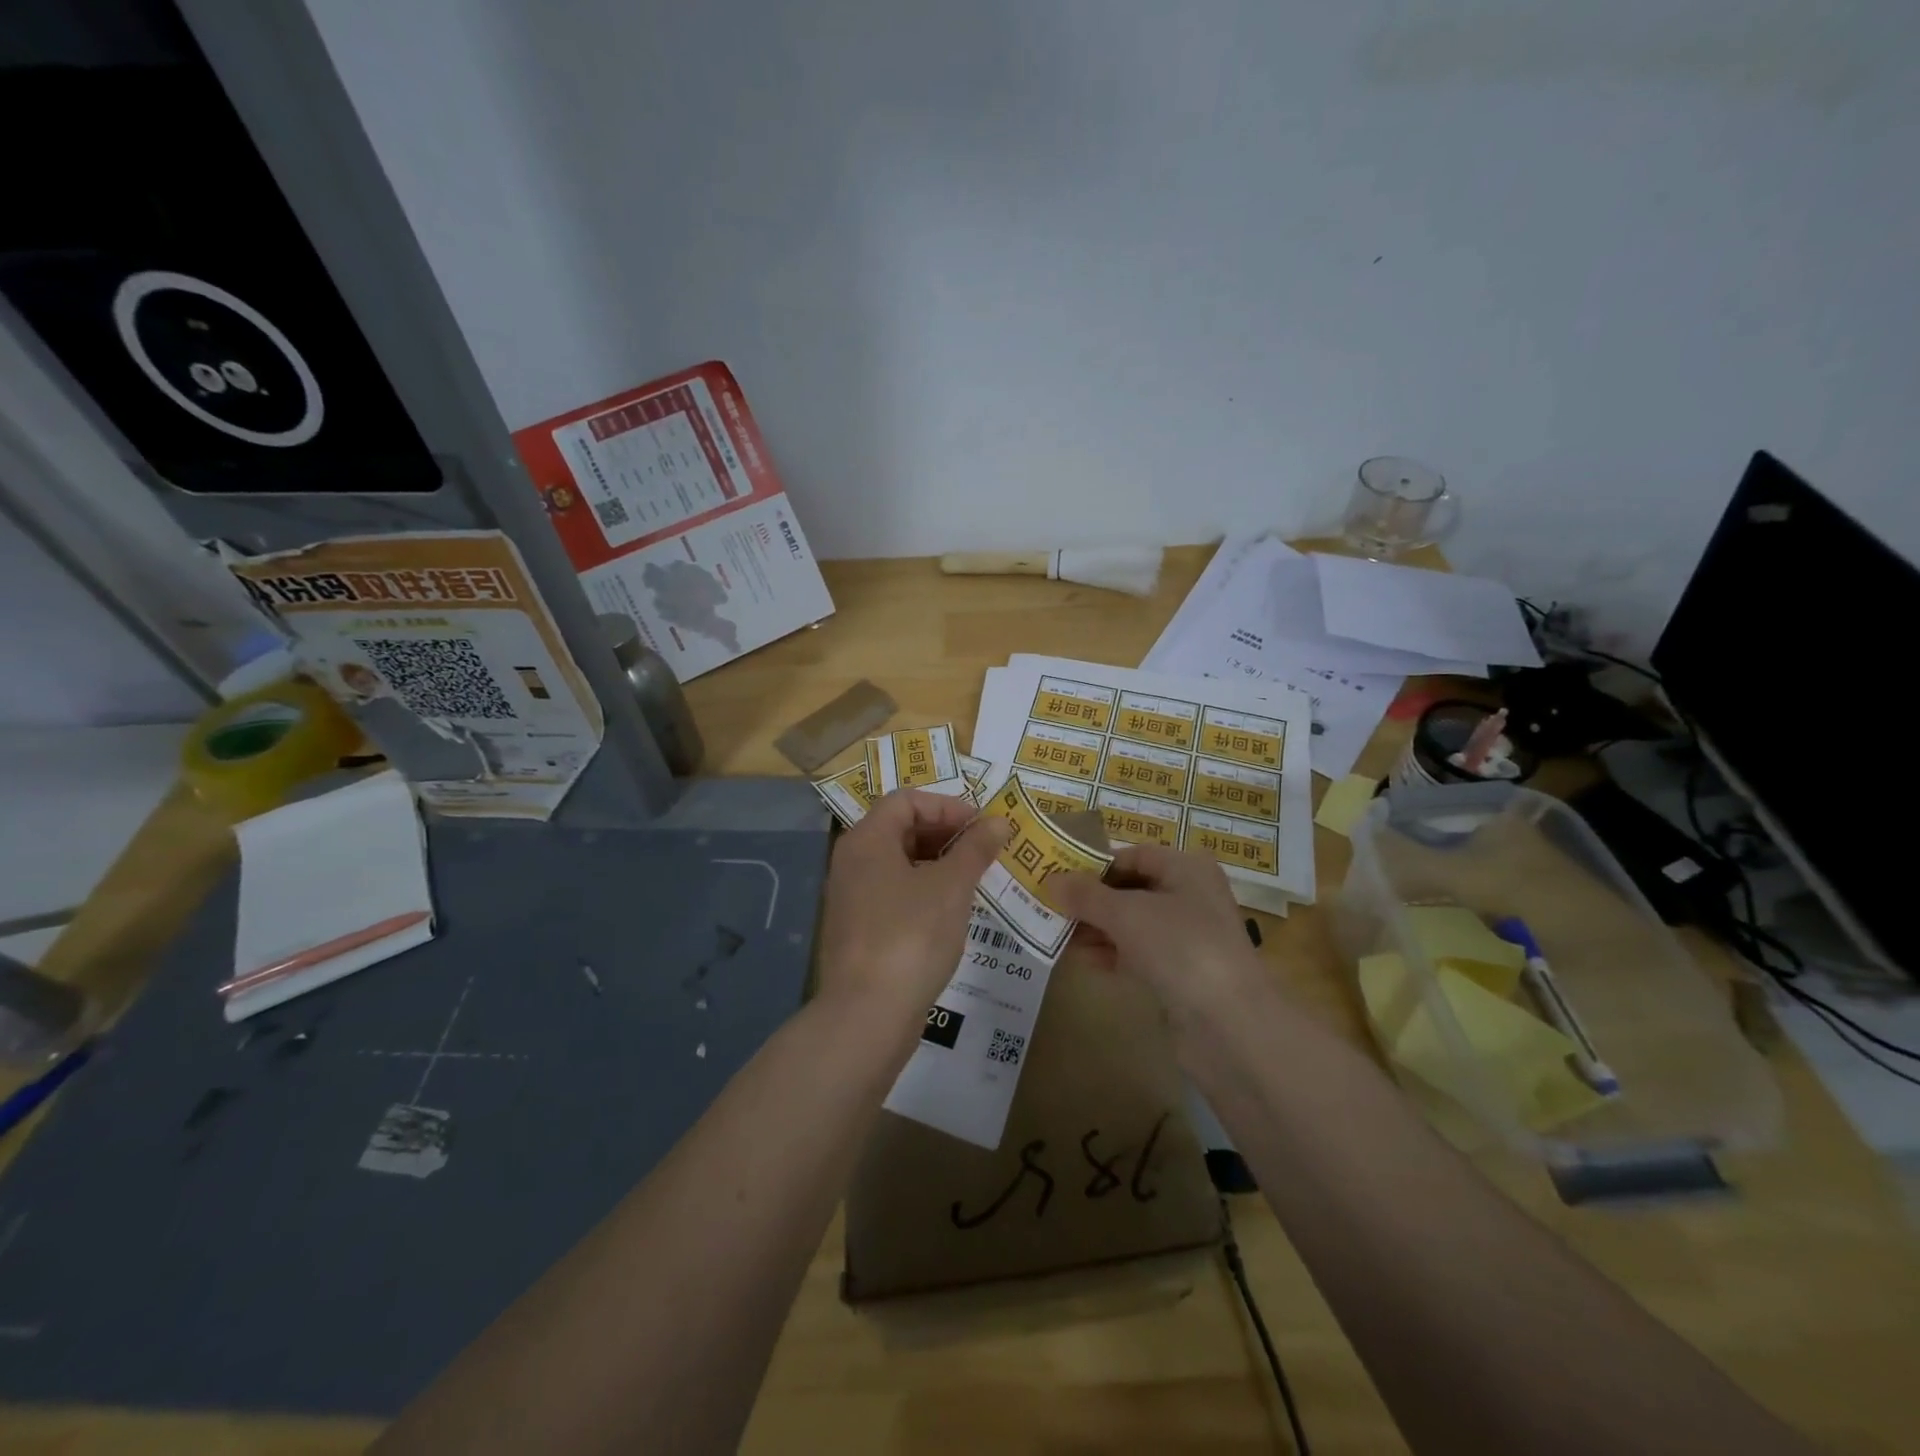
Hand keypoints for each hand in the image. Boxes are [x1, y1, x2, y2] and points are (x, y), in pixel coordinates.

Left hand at [816, 789, 1010, 1042]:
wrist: (867, 1014)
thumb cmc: (911, 936)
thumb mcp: (952, 887)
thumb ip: (975, 848)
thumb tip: (998, 821)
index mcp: (867, 840)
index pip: (907, 800)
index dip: (947, 806)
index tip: (981, 827)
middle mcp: (851, 861)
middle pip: (900, 828)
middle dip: (945, 834)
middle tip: (983, 852)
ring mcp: (851, 897)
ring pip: (898, 863)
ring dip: (937, 863)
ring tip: (974, 880)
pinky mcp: (857, 929)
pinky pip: (893, 893)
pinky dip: (923, 890)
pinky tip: (951, 912)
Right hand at [1051, 846, 1267, 1028]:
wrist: (1231, 1025)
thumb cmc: (1181, 947)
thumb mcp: (1127, 914)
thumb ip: (1086, 896)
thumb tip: (1051, 880)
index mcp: (1187, 869)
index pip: (1133, 856)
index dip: (1095, 865)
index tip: (1058, 877)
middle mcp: (1191, 897)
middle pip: (1131, 890)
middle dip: (1091, 901)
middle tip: (1050, 908)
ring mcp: (1188, 938)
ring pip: (1132, 925)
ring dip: (1096, 929)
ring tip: (1058, 936)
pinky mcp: (1182, 975)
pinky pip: (1139, 955)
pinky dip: (1112, 955)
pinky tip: (1083, 962)